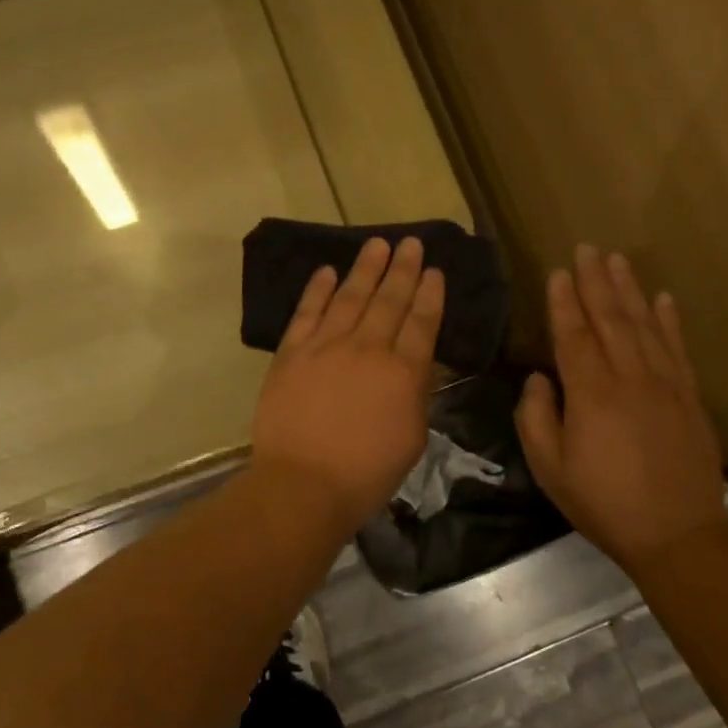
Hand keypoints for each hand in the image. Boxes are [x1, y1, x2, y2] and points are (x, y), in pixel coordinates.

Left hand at [251, 236, 444, 527]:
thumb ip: (417, 394)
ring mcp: (326, 347)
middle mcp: (367, 349)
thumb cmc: (365, 474)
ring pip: (350, 297)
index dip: (430, 294)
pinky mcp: (292, 353)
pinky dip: (318, 289)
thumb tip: (417, 364)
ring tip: (377, 244)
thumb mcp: (412, 438)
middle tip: (411, 243)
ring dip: (365, 268)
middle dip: (403, 269)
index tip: (435, 270)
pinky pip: (308, 312)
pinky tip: (328, 271)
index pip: (422, 323)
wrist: (302, 484)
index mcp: (403, 373)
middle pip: (389, 300)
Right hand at [515, 245, 726, 566]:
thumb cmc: (603, 502)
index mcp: (591, 394)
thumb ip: (535, 418)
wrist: (678, 534)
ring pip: (645, 326)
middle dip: (596, 282)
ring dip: (630, 290)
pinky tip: (664, 298)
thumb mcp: (550, 468)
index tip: (558, 272)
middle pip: (611, 320)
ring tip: (617, 260)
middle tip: (587, 248)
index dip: (564, 302)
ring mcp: (666, 385)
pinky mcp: (690, 398)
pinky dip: (670, 321)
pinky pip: (678, 349)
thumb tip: (539, 379)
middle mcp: (630, 378)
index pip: (573, 336)